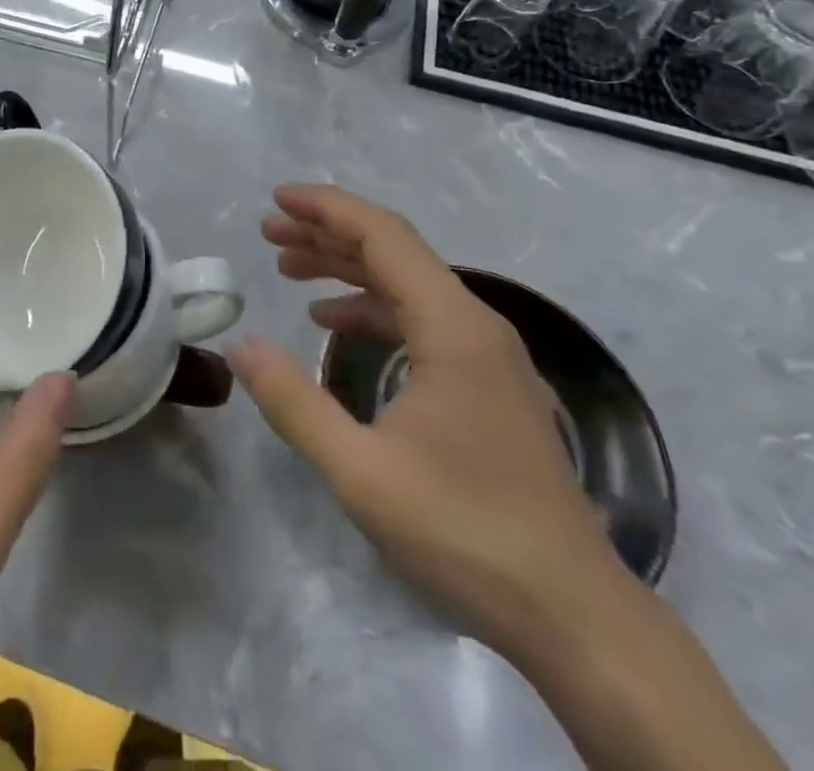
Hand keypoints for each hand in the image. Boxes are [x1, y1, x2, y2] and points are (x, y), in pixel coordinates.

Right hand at [226, 185, 622, 656]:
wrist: (574, 614)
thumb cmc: (465, 531)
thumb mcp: (361, 471)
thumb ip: (294, 402)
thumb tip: (238, 346)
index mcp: (452, 327)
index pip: (383, 237)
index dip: (327, 209)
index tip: (276, 199)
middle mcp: (474, 325)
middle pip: (394, 252)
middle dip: (327, 234)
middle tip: (269, 232)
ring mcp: (485, 355)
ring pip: (406, 284)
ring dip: (346, 269)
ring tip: (289, 268)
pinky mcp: (486, 384)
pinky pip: (420, 320)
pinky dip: (371, 308)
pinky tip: (332, 325)